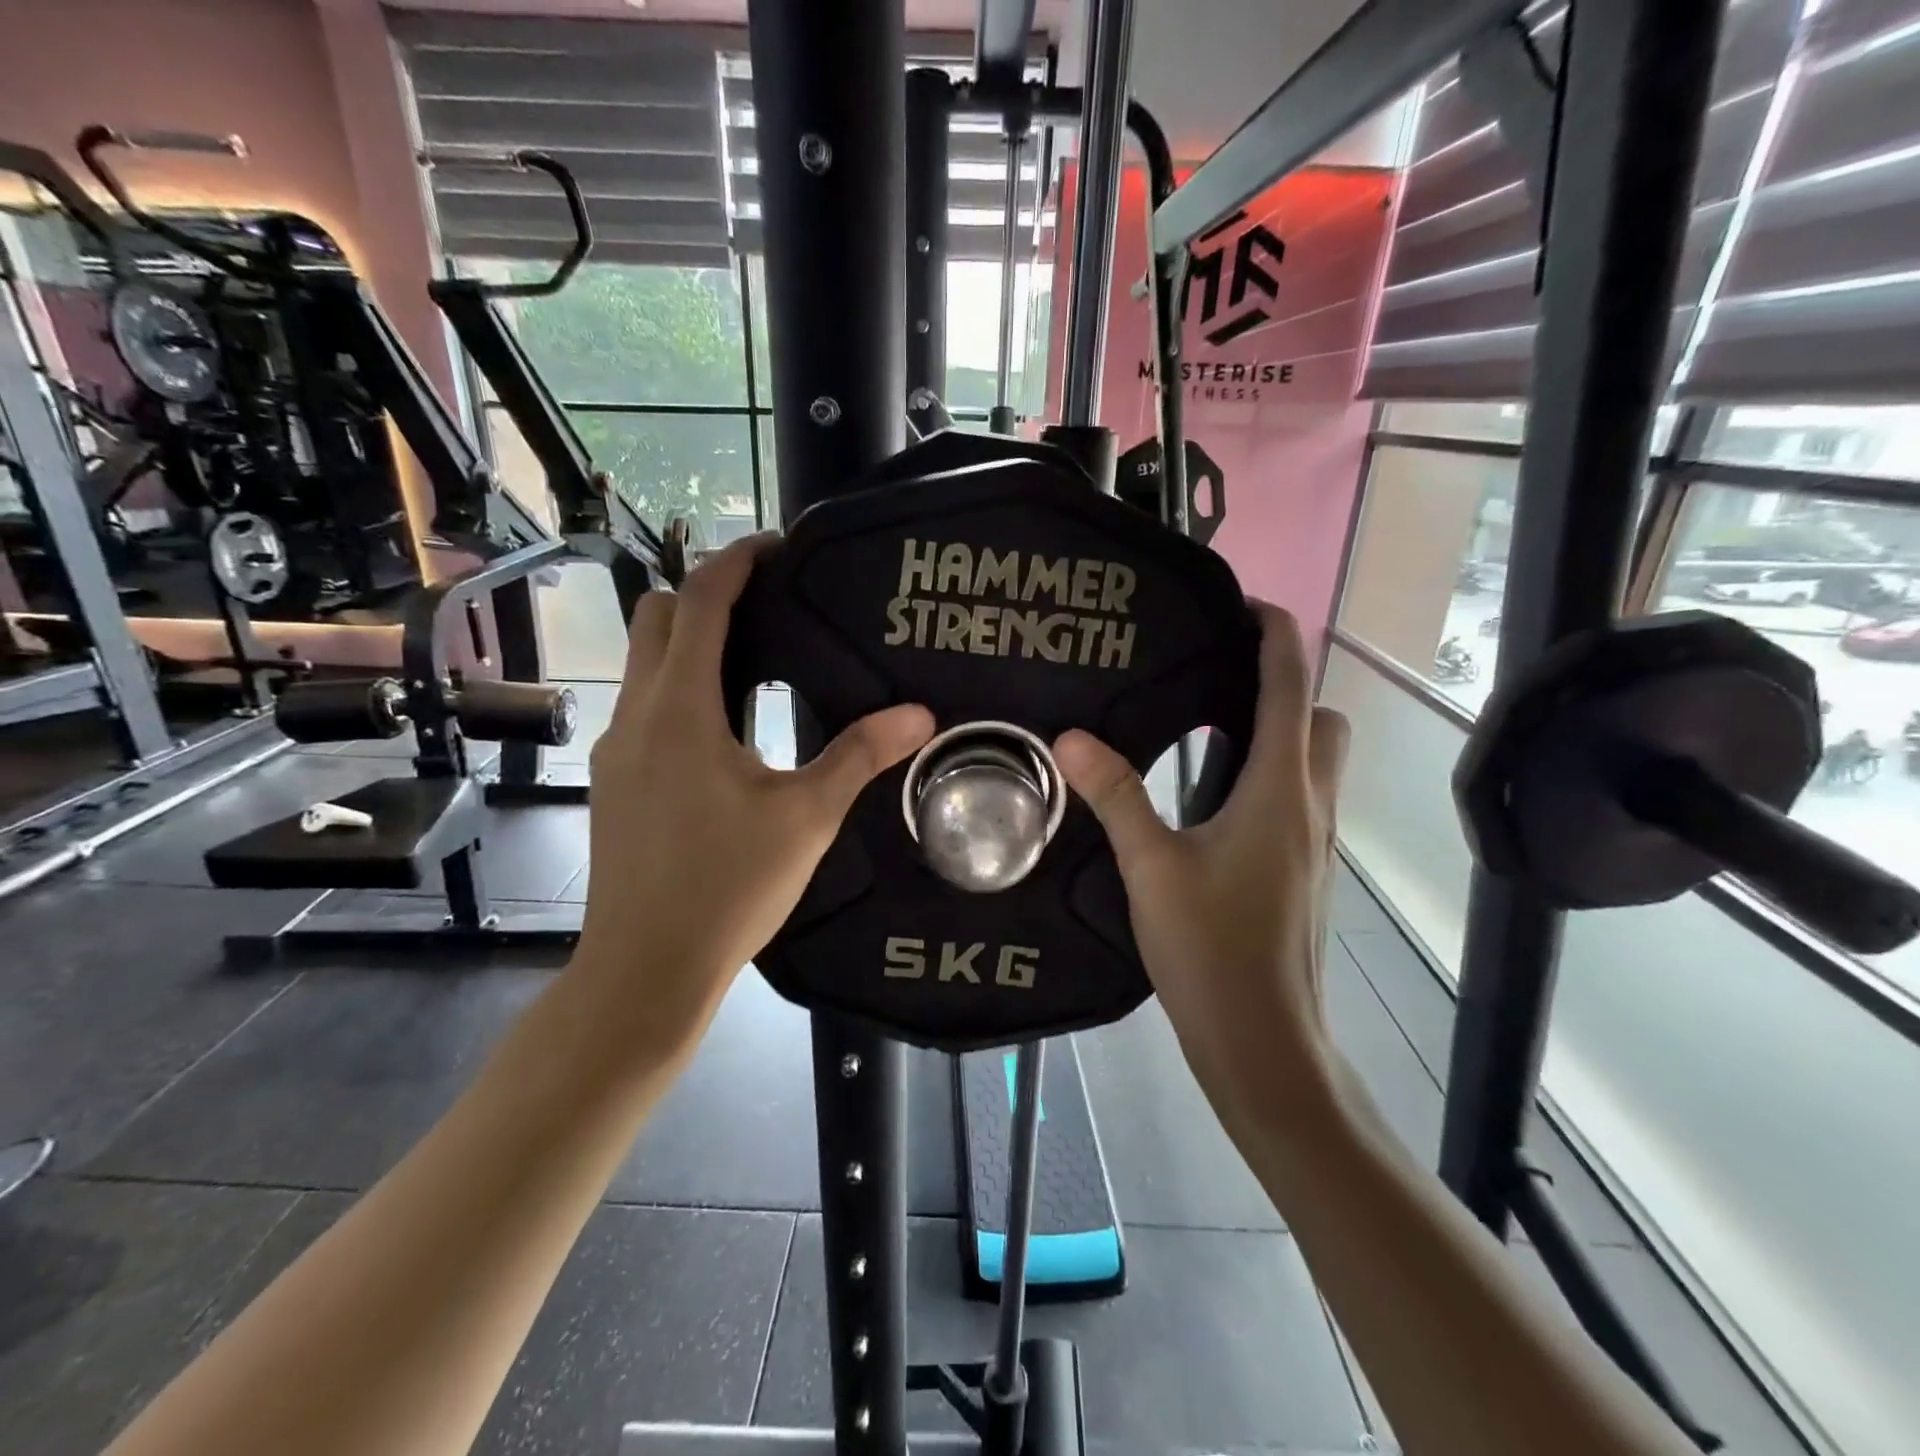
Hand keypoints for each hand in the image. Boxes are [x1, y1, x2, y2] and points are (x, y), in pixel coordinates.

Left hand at [572, 535, 934, 1055]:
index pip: (702, 603)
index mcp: (682, 710)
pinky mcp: (613, 780)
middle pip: (658, 617)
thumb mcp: (807, 818)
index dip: (737, 562)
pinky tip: (724, 727)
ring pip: (643, 662)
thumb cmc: (729, 888)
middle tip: (767, 606)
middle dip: (706, 594)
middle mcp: (636, 714)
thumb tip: (920, 715)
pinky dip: (678, 686)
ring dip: (690, 642)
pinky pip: (642, 705)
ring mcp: (616, 748)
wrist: (645, 968)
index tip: (778, 548)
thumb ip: (859, 756)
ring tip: (755, 658)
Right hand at [1053, 603, 1349, 1118]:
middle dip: (1283, 686)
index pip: (1290, 688)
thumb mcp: (1150, 868)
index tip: (1247, 604)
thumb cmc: (1211, 950)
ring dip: (1276, 733)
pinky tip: (1211, 803)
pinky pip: (1298, 798)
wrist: (1264, 1042)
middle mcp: (1310, 806)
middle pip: (1320, 718)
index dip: (1275, 636)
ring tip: (1206, 732)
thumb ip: (1114, 797)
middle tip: (1216, 683)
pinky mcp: (1305, 871)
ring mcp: (1315, 842)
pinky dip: (1269, 776)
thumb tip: (1072, 737)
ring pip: (1315, 761)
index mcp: (1278, 791)